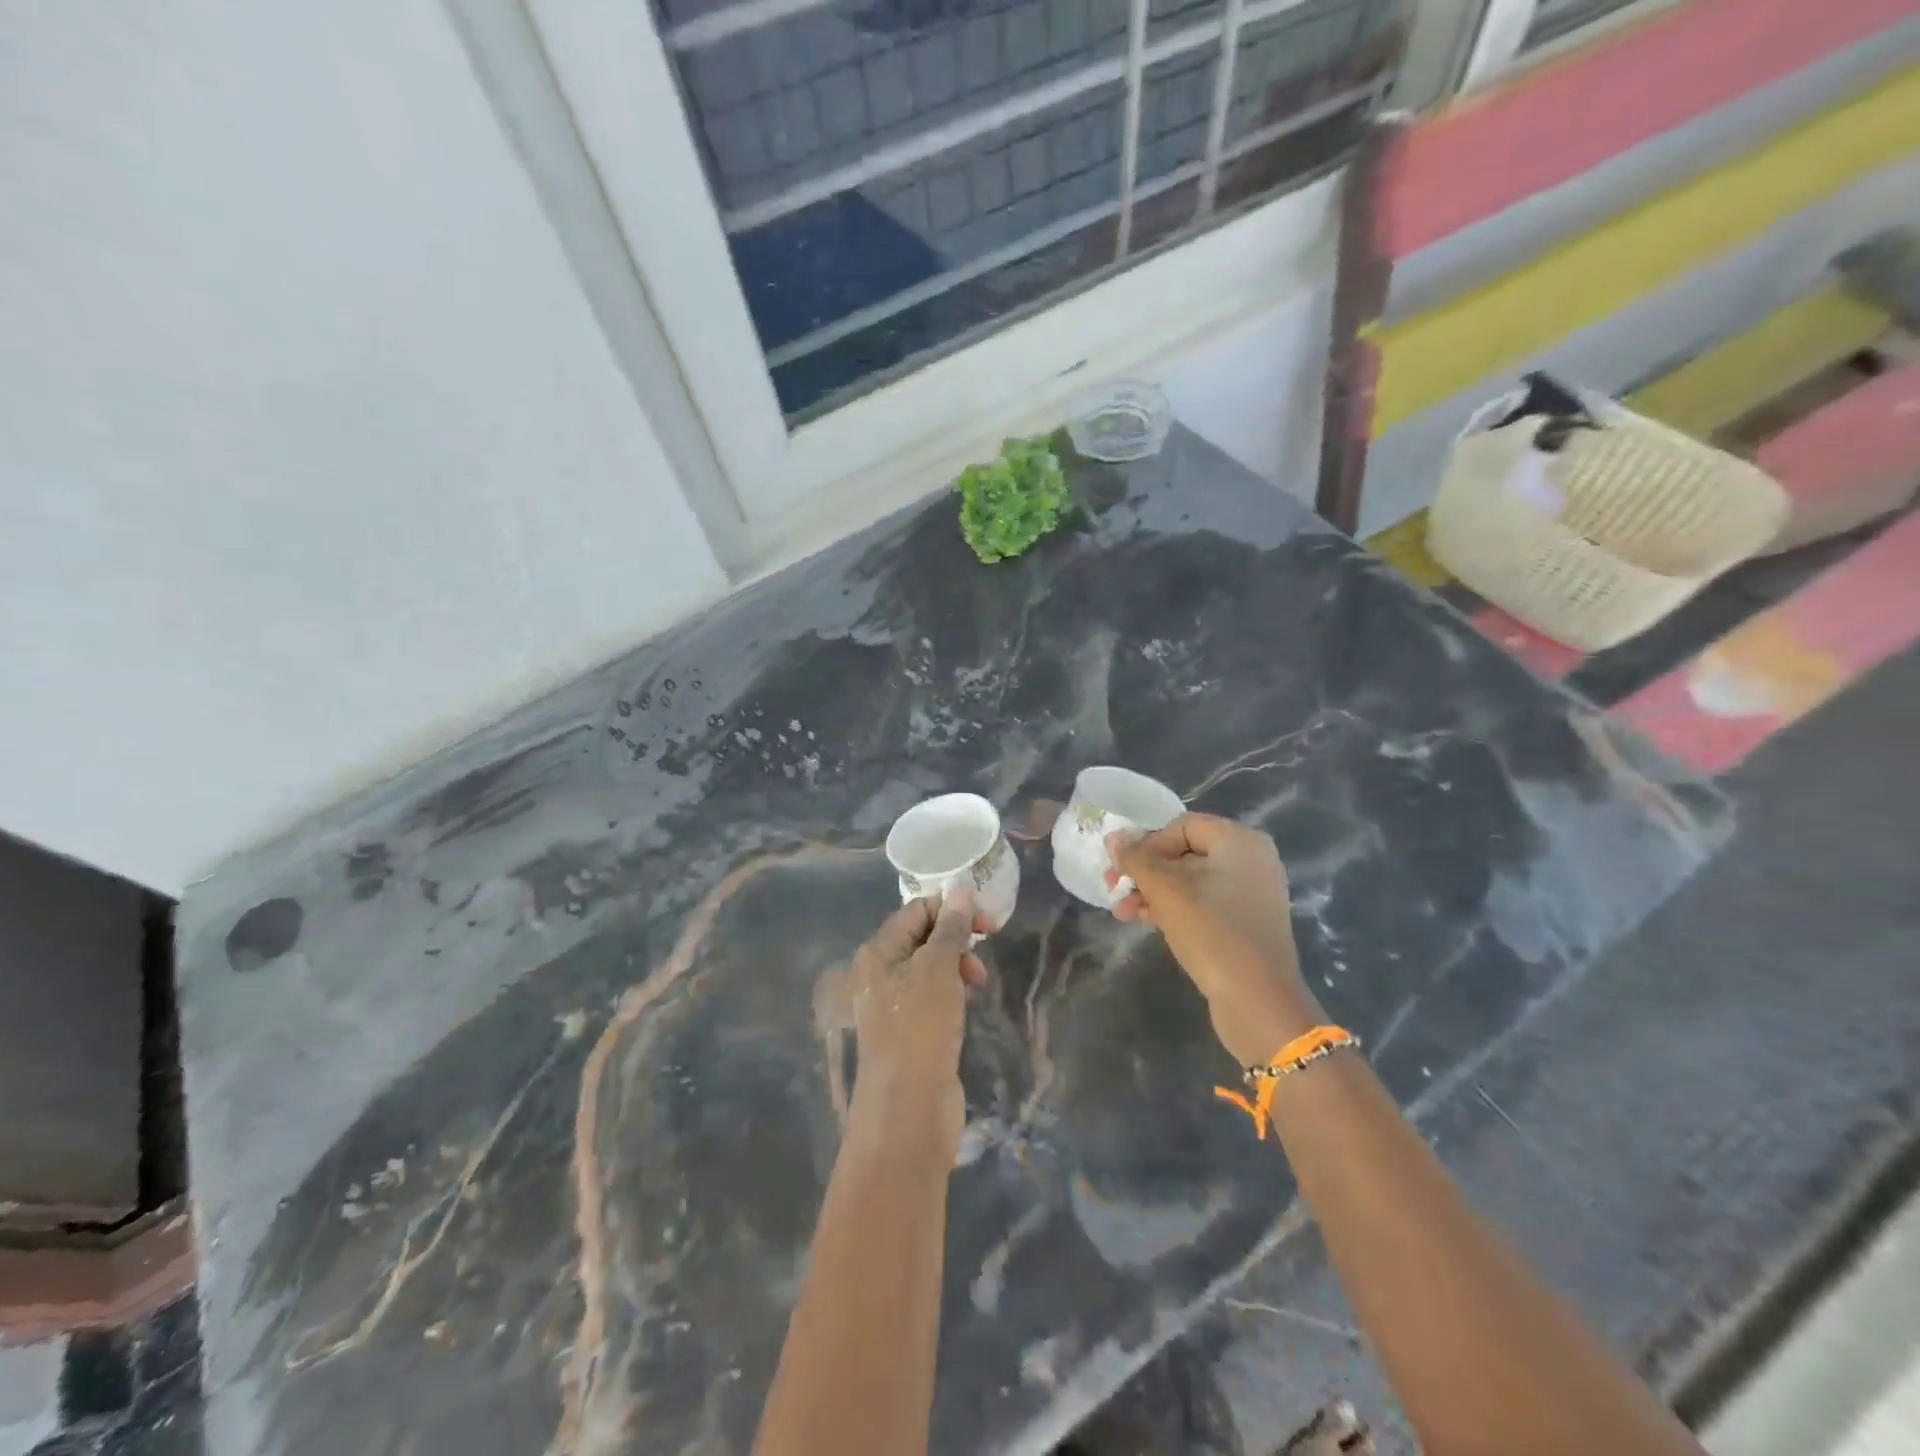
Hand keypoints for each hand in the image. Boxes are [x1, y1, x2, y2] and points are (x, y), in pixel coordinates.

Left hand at [849, 890, 989, 1148]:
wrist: (908, 1109)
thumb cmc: (920, 1028)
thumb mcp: (938, 969)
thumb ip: (950, 928)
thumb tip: (961, 889)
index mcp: (878, 952)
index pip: (916, 910)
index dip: (951, 909)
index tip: (987, 924)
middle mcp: (879, 972)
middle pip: (922, 936)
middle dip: (956, 938)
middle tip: (985, 951)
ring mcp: (892, 1003)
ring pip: (929, 967)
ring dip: (956, 965)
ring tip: (978, 982)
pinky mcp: (908, 1029)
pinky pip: (931, 995)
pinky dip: (951, 991)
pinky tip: (966, 1002)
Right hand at [1108, 814, 1319, 1065]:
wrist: (1259, 1002)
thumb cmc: (1212, 933)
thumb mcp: (1167, 891)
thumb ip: (1137, 859)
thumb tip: (1114, 836)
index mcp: (1240, 841)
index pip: (1182, 826)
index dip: (1147, 844)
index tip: (1122, 870)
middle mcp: (1251, 860)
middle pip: (1185, 853)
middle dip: (1145, 871)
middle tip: (1114, 889)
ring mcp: (1252, 894)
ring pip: (1191, 881)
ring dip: (1153, 892)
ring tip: (1124, 913)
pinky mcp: (1246, 923)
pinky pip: (1204, 903)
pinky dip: (1175, 908)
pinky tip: (1148, 922)